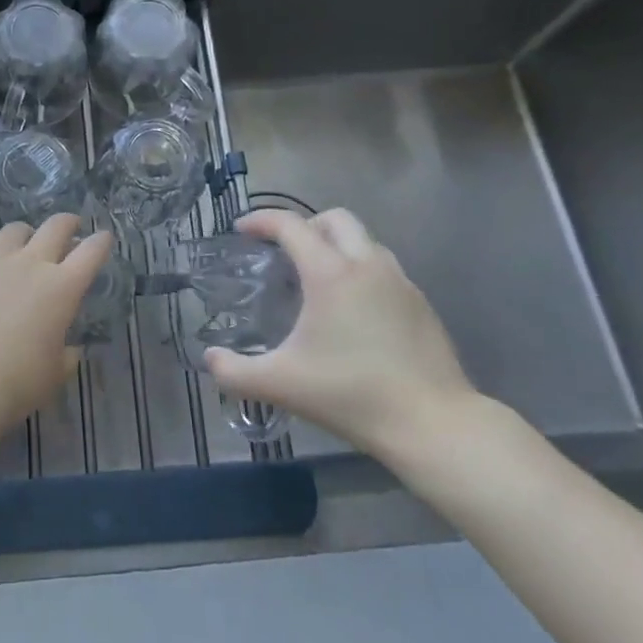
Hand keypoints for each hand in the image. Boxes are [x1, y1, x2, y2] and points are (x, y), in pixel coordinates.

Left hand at [0, 215, 111, 474]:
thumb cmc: (18, 383)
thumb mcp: (55, 374)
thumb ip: (66, 355)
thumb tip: (68, 348)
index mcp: (63, 288)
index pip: (92, 252)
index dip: (101, 242)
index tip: (104, 238)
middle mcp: (32, 263)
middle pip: (56, 226)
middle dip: (68, 223)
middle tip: (70, 229)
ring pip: (15, 230)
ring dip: (24, 235)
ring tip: (22, 245)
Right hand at [203, 207, 477, 463]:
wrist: (433, 424)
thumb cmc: (351, 395)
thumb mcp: (281, 385)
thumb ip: (234, 372)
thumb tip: (209, 359)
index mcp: (330, 273)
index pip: (290, 225)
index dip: (261, 220)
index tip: (242, 230)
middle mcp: (366, 264)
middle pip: (334, 218)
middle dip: (304, 225)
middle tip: (284, 252)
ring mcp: (399, 281)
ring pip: (364, 240)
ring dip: (336, 245)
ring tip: (317, 279)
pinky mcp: (420, 302)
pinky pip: (383, 267)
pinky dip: (360, 270)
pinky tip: (352, 310)